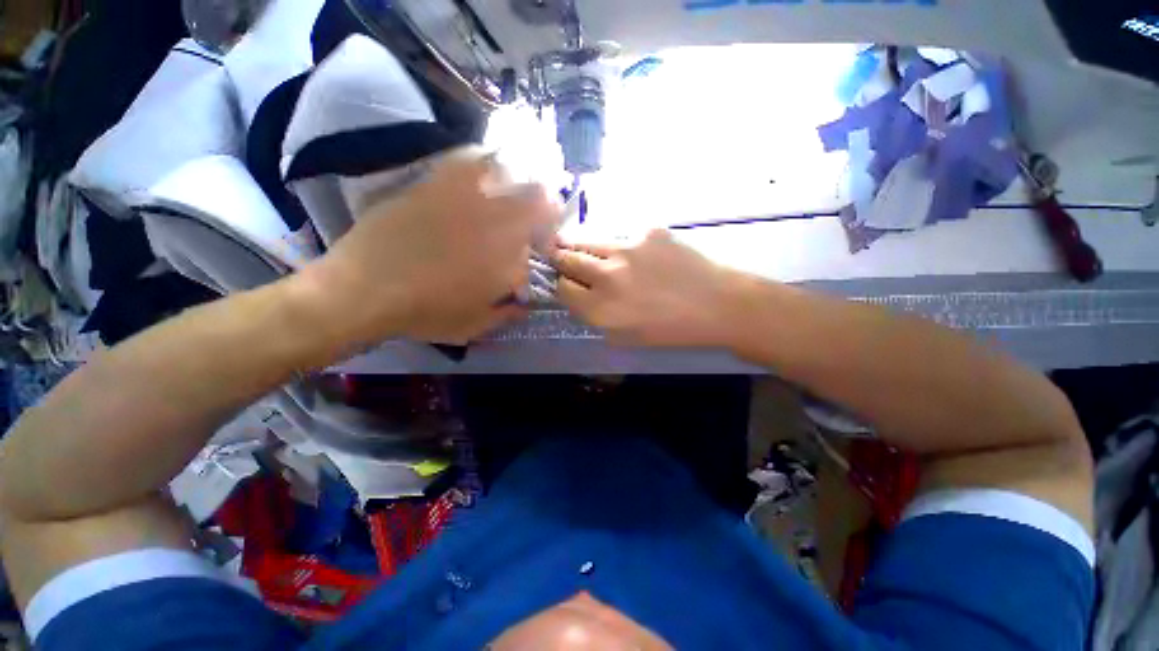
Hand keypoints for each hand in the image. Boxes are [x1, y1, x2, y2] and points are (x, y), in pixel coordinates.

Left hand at [306, 147, 558, 344]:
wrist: (363, 289)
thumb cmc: (426, 313)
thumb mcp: (475, 325)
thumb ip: (508, 312)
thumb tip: (525, 304)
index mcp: (507, 255)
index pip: (544, 237)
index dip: (550, 237)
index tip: (543, 247)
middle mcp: (493, 219)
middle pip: (536, 196)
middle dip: (545, 205)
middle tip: (536, 218)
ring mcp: (463, 197)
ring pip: (507, 172)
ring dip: (520, 180)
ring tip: (514, 191)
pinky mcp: (433, 185)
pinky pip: (467, 161)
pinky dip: (483, 161)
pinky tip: (483, 168)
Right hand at [552, 229, 740, 346]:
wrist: (717, 304)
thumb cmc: (670, 330)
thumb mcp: (624, 337)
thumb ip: (594, 316)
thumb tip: (579, 295)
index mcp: (599, 309)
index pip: (561, 287)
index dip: (563, 285)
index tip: (569, 283)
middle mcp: (606, 276)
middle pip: (565, 258)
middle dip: (561, 259)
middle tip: (563, 258)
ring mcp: (626, 249)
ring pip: (587, 240)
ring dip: (582, 246)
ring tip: (590, 250)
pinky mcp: (647, 231)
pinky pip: (622, 236)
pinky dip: (621, 244)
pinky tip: (638, 254)